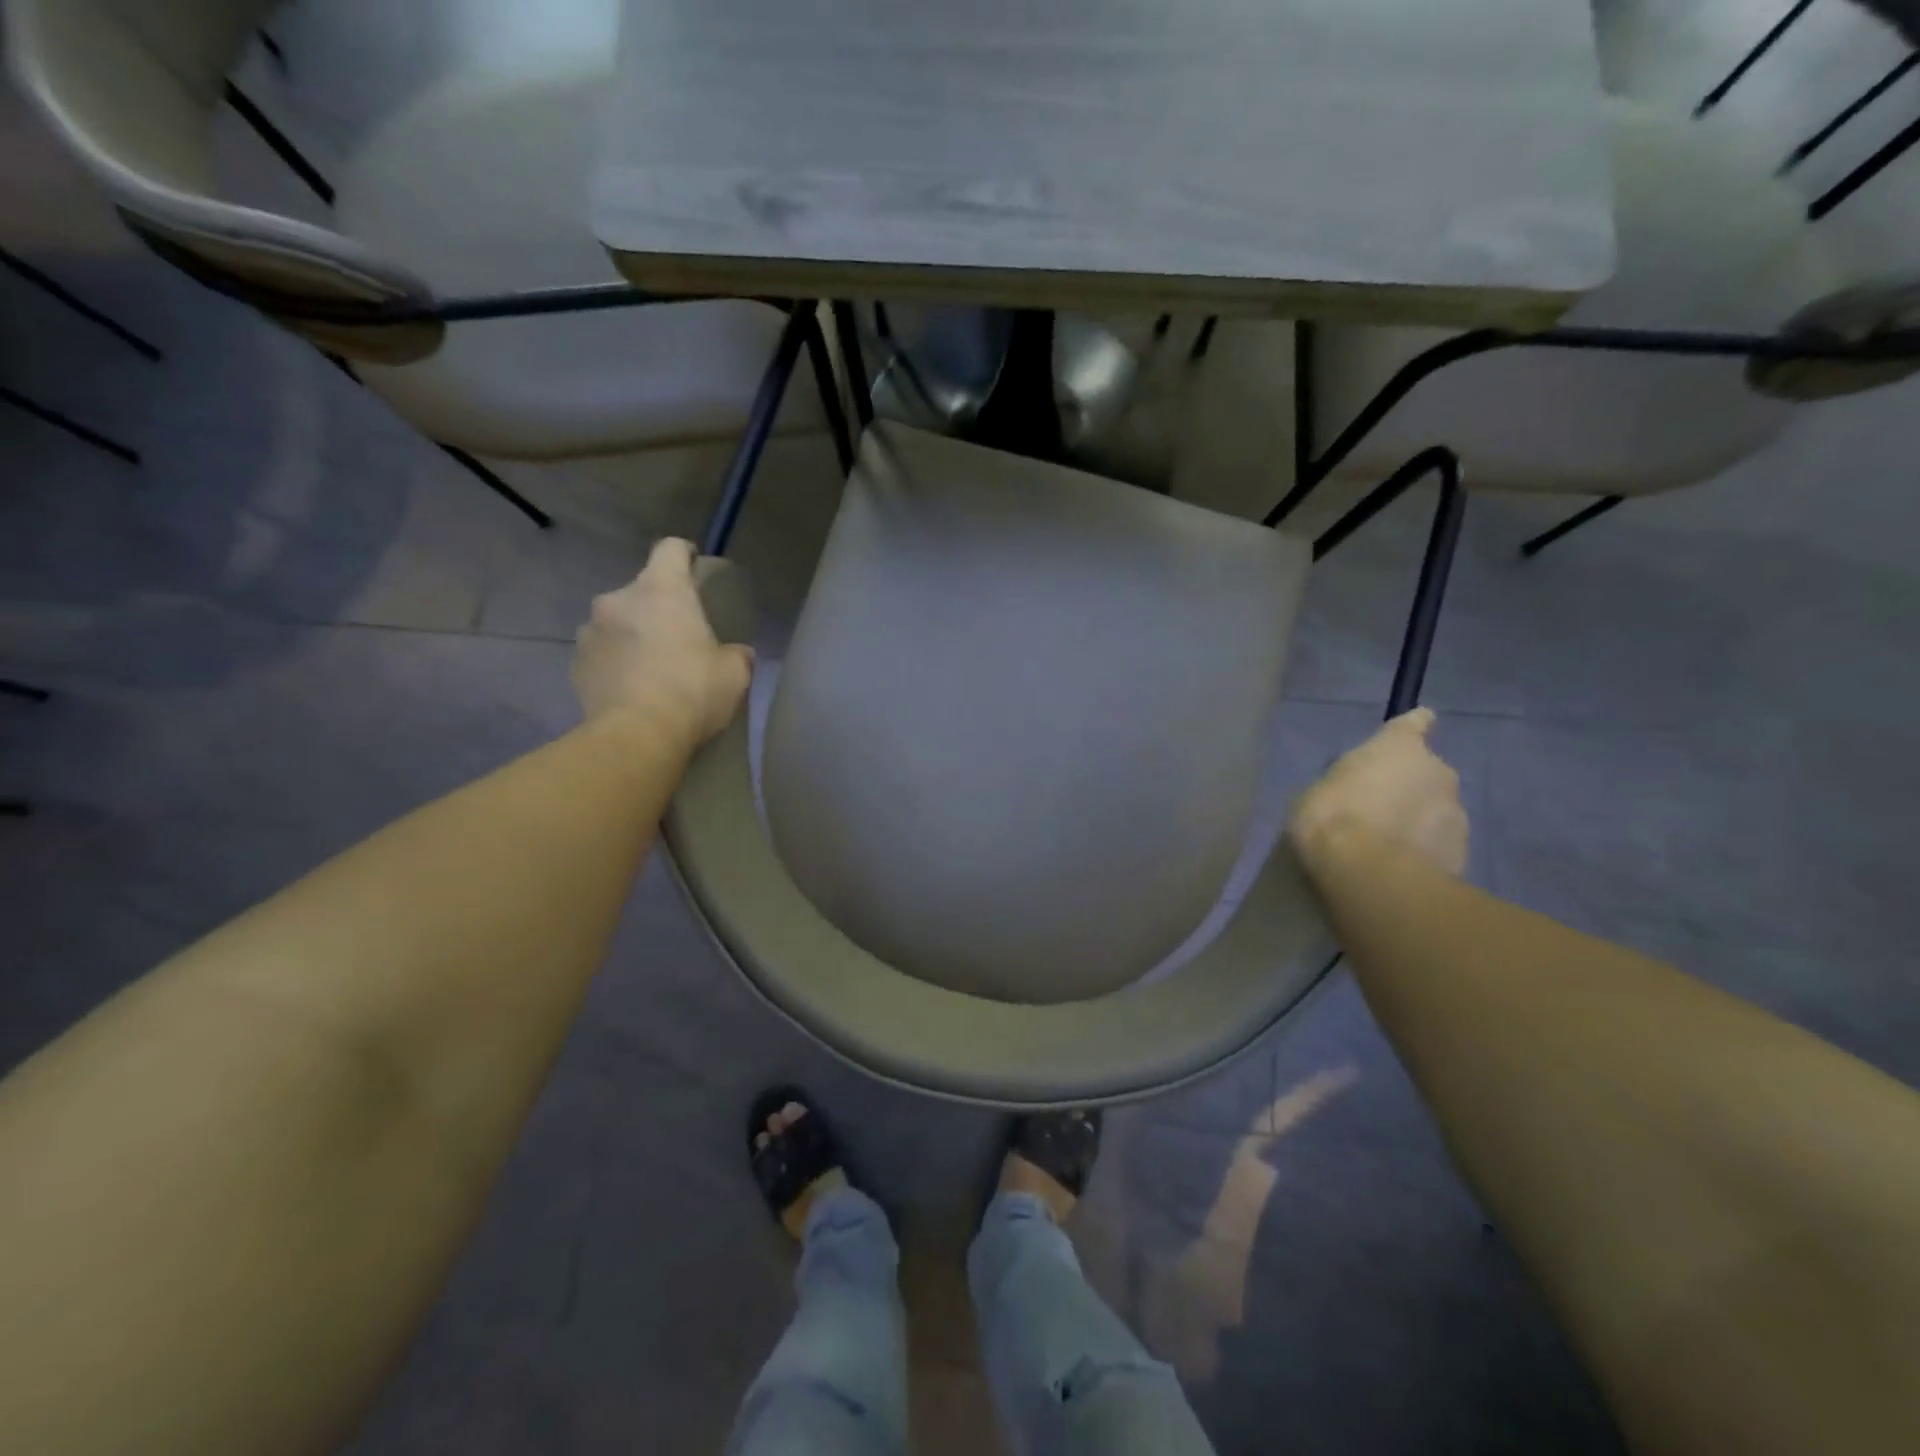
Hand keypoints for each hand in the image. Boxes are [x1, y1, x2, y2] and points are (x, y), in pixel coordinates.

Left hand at [573, 539, 753, 748]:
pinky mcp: (575, 664)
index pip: (671, 548)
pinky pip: (600, 653)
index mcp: (662, 590)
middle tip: (679, 636)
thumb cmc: (693, 691)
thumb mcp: (734, 673)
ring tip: (650, 667)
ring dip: (632, 635)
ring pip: (616, 622)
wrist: (637, 736)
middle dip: (658, 607)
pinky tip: (631, 689)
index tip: (695, 569)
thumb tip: (737, 654)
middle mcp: (618, 599)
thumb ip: (736, 654)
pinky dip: (614, 663)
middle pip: (642, 589)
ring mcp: (589, 631)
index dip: (685, 555)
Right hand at [1290, 709, 1468, 876]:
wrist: (1368, 874)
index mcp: (1399, 747)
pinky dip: (1425, 850)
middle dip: (1409, 785)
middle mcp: (1438, 771)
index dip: (1412, 728)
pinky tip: (1399, 866)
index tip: (1411, 733)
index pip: (1415, 722)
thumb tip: (1355, 787)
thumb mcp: (1319, 789)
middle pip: (1426, 771)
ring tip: (1388, 844)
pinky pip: (1439, 843)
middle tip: (1378, 808)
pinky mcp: (1464, 851)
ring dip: (1418, 819)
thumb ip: (1346, 781)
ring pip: (1436, 808)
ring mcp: (1457, 812)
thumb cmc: (1332, 817)